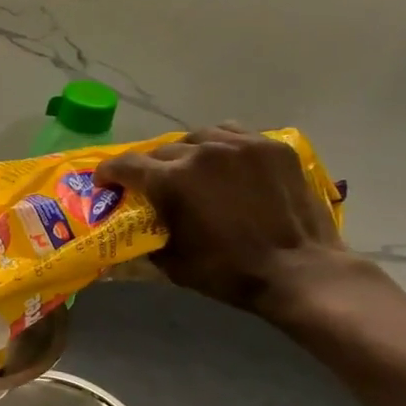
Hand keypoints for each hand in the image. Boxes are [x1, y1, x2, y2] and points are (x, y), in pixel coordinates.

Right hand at [94, 125, 349, 315]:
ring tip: (188, 168)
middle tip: (150, 184)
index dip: (109, 172)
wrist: (301, 271)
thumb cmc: (230, 272)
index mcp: (173, 180)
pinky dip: (219, 144)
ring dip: (185, 152)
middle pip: (161, 150)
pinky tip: (222, 160)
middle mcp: (202, 152)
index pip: (127, 164)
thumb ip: (148, 239)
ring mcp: (240, 145)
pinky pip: (232, 133)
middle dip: (149, 167)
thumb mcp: (174, 263)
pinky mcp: (270, 147)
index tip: (105, 182)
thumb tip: (133, 234)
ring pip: (197, 137)